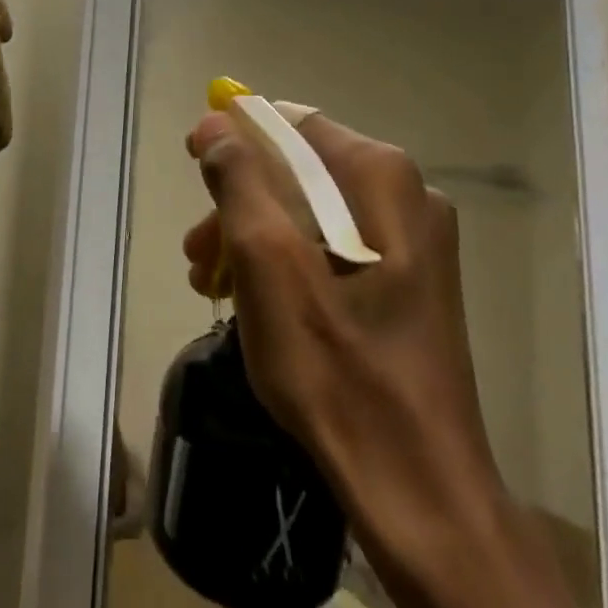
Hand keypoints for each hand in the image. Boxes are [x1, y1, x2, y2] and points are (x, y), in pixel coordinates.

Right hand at [182, 112, 506, 552]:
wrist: (416, 484)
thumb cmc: (334, 366)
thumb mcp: (267, 262)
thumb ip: (238, 181)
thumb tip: (214, 122)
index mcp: (380, 178)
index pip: (292, 124)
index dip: (235, 138)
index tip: (192, 168)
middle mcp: (407, 196)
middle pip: (300, 172)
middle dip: (239, 203)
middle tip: (196, 251)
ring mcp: (414, 243)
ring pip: (311, 214)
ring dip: (255, 237)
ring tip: (212, 284)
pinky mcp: (408, 283)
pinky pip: (332, 249)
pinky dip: (286, 264)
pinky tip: (253, 302)